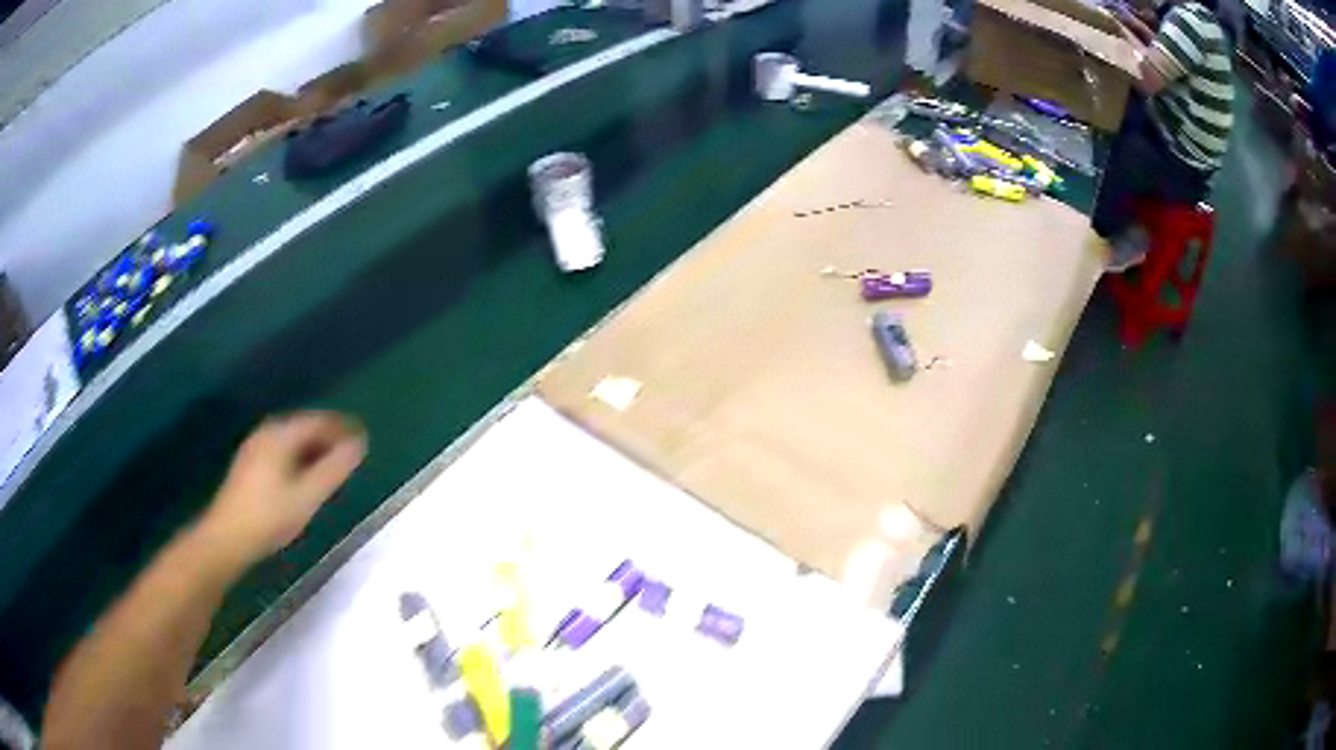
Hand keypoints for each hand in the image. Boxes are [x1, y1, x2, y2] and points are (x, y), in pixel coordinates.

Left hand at [199, 412, 366, 565]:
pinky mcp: (248, 465)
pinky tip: (303, 476)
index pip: (317, 421)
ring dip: (312, 449)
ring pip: (290, 440)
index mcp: (280, 435)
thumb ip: (333, 470)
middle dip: (327, 437)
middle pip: (302, 427)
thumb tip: (358, 445)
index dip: (341, 427)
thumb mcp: (306, 496)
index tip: (362, 437)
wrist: (227, 538)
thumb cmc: (269, 517)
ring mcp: (254, 448)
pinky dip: (298, 457)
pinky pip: (280, 450)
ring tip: (330, 465)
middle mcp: (266, 433)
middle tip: (349, 453)